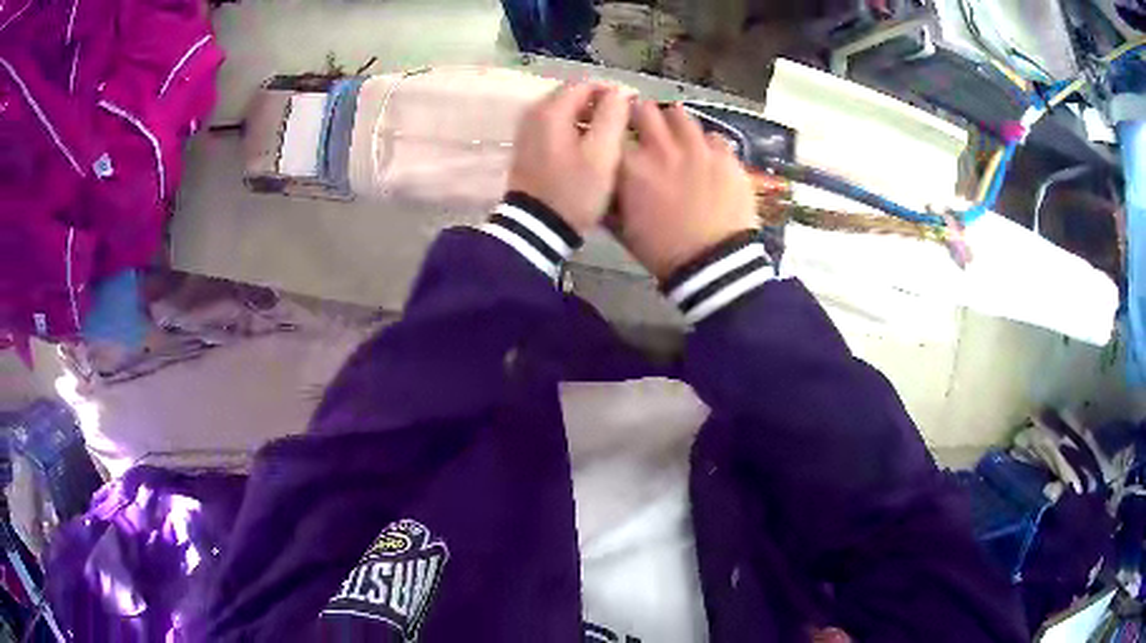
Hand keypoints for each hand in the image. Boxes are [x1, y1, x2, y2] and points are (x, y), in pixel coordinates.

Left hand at [507, 82, 630, 233]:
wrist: (537, 228)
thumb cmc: (574, 190)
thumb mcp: (603, 153)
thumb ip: (613, 116)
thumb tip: (620, 92)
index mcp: (551, 110)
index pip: (586, 84)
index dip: (612, 93)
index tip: (631, 109)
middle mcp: (533, 113)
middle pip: (572, 96)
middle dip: (599, 105)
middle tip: (623, 125)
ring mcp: (526, 130)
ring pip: (563, 112)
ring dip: (587, 119)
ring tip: (609, 138)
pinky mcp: (526, 147)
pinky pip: (554, 127)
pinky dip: (572, 130)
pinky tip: (587, 149)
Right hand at [614, 101, 757, 279]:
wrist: (714, 264)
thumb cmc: (662, 251)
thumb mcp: (623, 230)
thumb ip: (609, 201)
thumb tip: (600, 185)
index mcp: (631, 167)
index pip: (612, 131)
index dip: (612, 131)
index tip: (614, 135)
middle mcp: (662, 148)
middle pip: (644, 110)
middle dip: (640, 115)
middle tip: (643, 126)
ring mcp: (697, 149)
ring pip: (680, 115)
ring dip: (674, 123)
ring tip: (676, 136)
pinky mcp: (726, 157)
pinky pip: (713, 136)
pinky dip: (706, 143)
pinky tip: (707, 156)